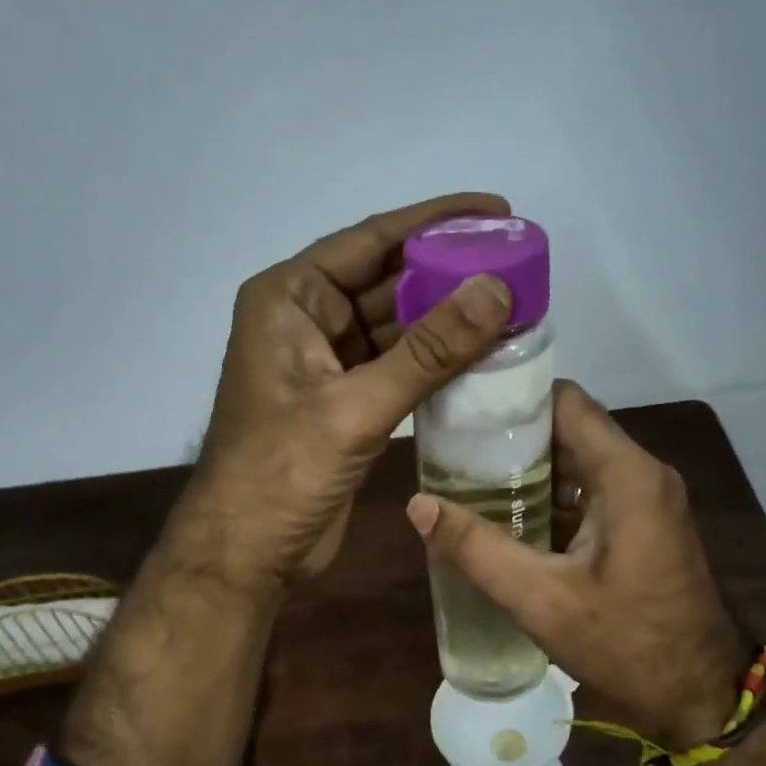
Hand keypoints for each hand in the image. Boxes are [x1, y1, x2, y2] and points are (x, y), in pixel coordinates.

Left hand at [167, 192, 514, 591]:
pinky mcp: (346, 399)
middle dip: (449, 271)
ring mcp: (326, 361)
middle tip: (517, 263)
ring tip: (513, 304)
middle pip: (388, 279)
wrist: (247, 553)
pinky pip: (398, 363)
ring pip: (397, 324)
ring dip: (448, 317)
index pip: (371, 240)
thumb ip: (429, 350)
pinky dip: (437, 359)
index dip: (435, 221)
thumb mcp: (356, 406)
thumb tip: (497, 290)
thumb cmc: (282, 473)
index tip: (498, 212)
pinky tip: (483, 352)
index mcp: (289, 298)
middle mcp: (306, 318)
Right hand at [406, 381, 752, 746]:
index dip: (514, 399)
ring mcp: (648, 497)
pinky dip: (552, 494)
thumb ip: (477, 549)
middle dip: (513, 436)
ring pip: (580, 458)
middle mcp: (642, 472)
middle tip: (454, 450)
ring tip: (470, 479)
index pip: (565, 401)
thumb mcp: (542, 599)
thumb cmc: (627, 645)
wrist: (701, 697)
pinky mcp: (646, 522)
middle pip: (570, 427)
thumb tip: (417, 505)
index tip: (464, 410)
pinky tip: (509, 516)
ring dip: (530, 468)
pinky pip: (592, 488)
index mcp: (626, 474)